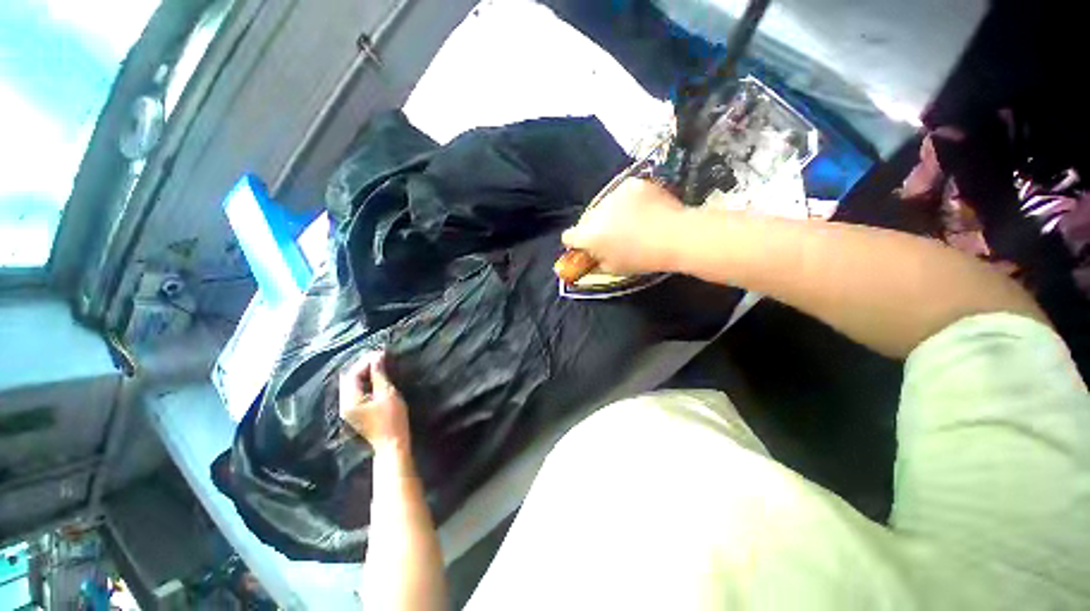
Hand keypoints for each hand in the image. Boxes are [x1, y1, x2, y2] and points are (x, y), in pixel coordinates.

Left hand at [339, 352, 410, 453]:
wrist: (392, 443)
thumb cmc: (392, 418)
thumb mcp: (387, 393)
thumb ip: (379, 374)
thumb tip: (377, 356)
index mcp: (350, 400)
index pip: (352, 375)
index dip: (365, 361)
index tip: (381, 353)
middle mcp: (344, 404)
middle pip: (349, 379)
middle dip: (363, 365)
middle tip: (380, 357)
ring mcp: (349, 409)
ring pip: (352, 384)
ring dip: (364, 373)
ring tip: (380, 364)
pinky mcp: (356, 411)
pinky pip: (356, 391)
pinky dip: (365, 381)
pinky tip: (376, 377)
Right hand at [562, 178, 686, 275]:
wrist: (676, 235)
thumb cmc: (642, 259)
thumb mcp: (614, 268)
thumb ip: (596, 261)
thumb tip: (592, 255)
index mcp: (588, 234)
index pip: (569, 236)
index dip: (575, 243)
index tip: (585, 247)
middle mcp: (595, 211)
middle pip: (586, 219)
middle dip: (594, 227)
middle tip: (612, 236)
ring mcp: (614, 194)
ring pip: (604, 204)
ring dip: (610, 213)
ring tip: (631, 222)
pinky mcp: (631, 183)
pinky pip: (623, 194)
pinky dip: (628, 201)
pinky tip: (644, 209)